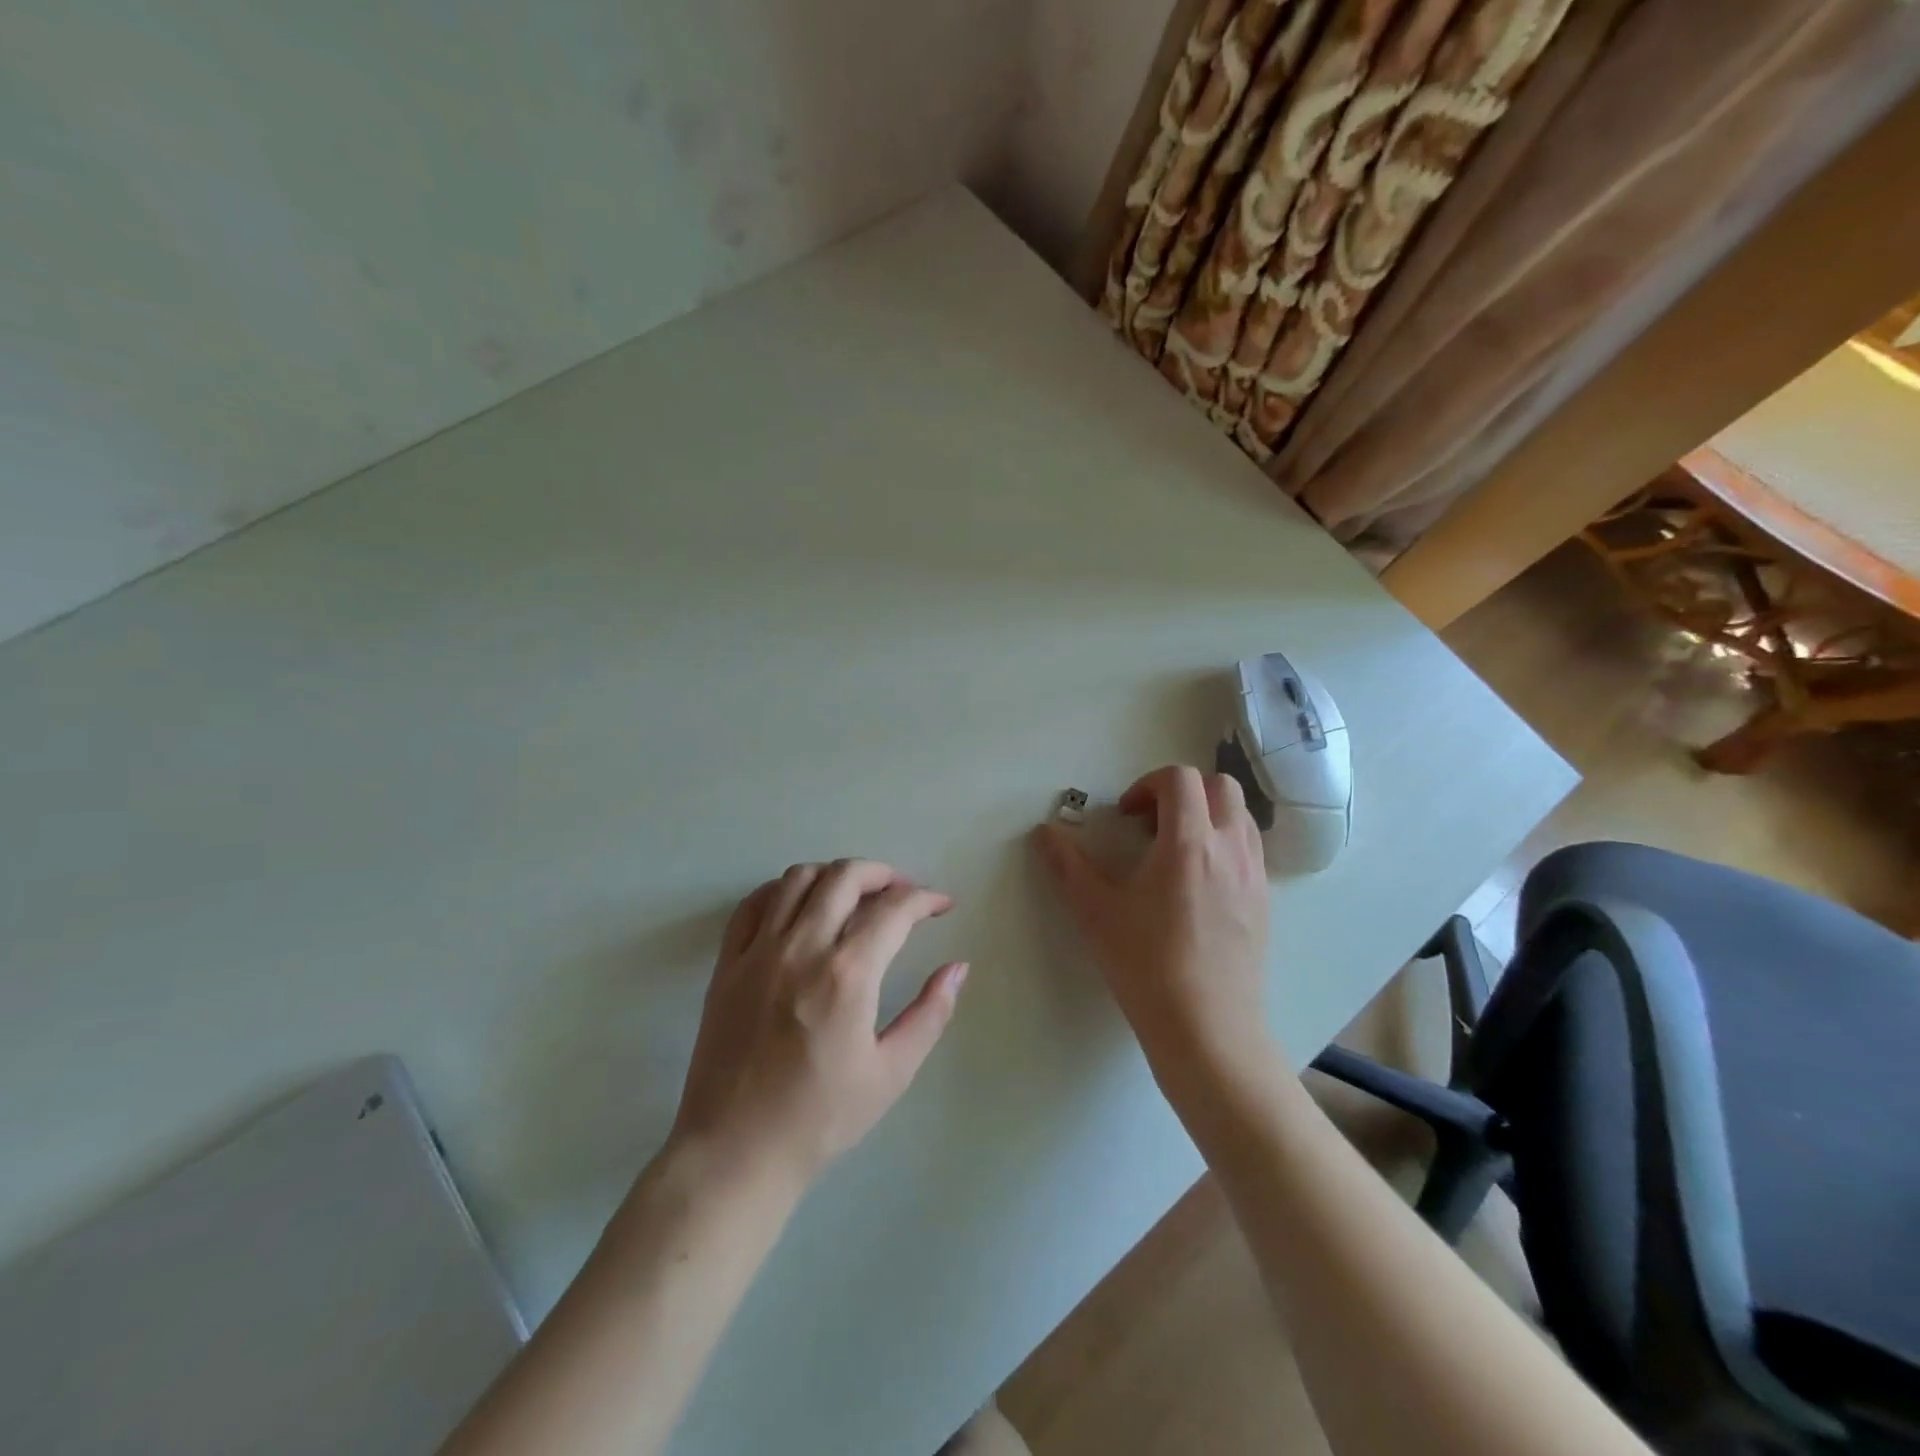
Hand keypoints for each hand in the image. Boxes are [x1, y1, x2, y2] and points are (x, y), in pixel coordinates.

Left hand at [669, 860, 967, 1189]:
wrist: (735, 1151)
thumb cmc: (820, 1118)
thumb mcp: (891, 1073)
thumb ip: (930, 1014)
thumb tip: (958, 968)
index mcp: (847, 975)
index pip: (894, 909)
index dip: (925, 899)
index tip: (941, 905)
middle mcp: (801, 948)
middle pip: (845, 876)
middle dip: (883, 874)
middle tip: (902, 892)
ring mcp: (758, 951)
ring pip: (798, 878)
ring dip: (834, 874)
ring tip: (854, 895)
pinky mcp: (727, 963)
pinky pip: (755, 903)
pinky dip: (783, 890)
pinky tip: (800, 905)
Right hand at [1035, 765, 1270, 1079]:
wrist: (1208, 1030)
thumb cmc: (1146, 966)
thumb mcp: (1095, 913)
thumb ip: (1067, 866)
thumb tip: (1044, 833)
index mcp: (1189, 843)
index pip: (1180, 779)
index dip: (1148, 784)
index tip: (1126, 815)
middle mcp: (1230, 849)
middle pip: (1219, 786)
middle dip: (1182, 791)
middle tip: (1152, 824)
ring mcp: (1254, 875)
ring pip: (1240, 815)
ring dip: (1207, 814)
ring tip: (1175, 850)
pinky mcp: (1265, 902)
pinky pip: (1250, 849)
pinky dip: (1224, 843)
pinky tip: (1197, 884)